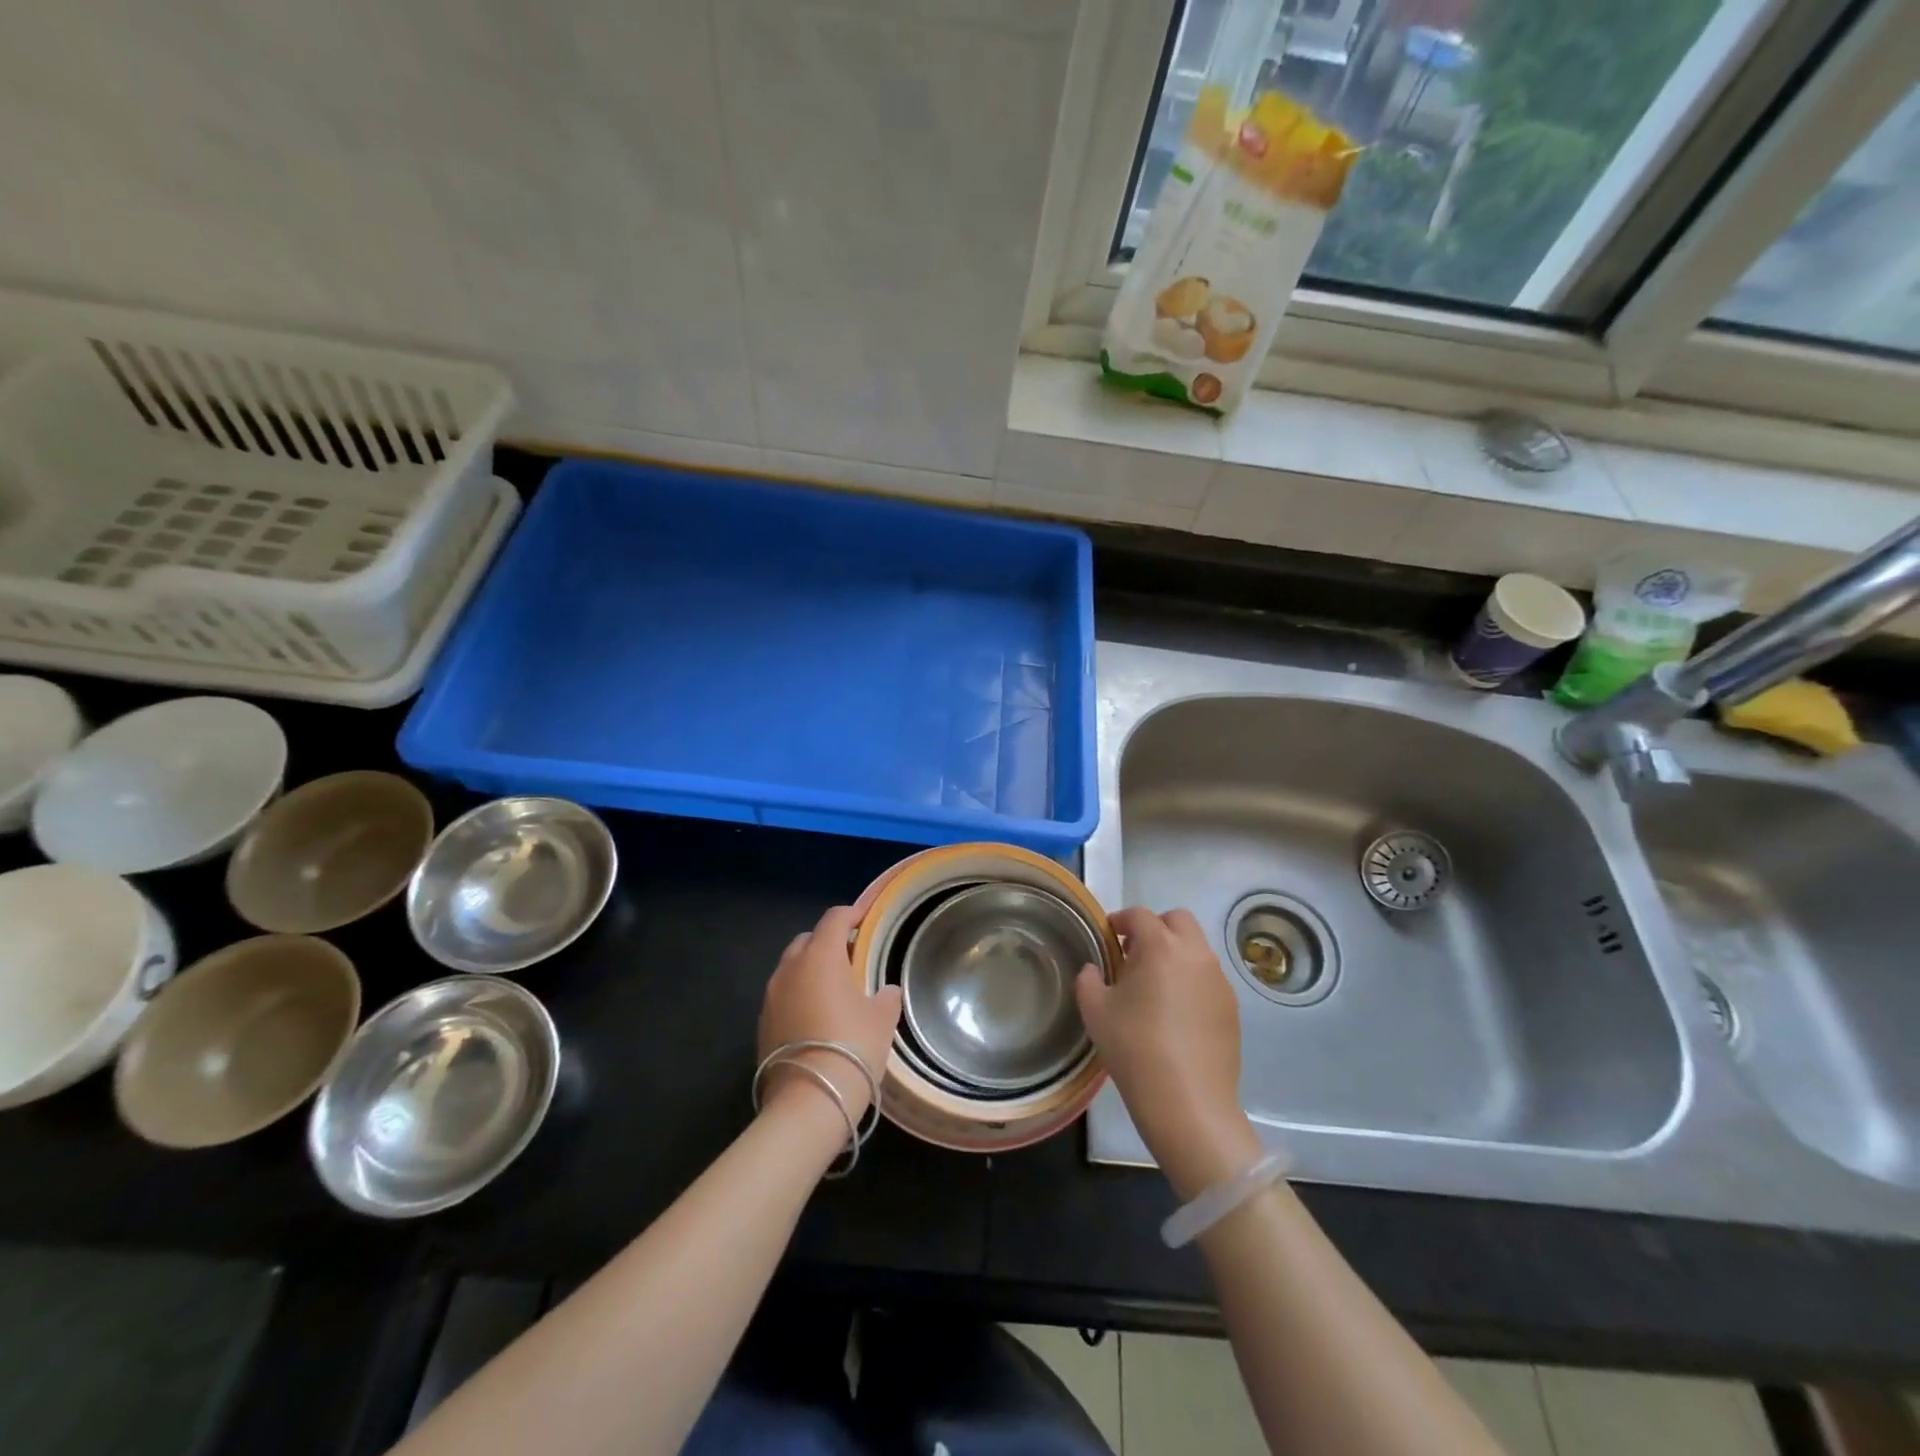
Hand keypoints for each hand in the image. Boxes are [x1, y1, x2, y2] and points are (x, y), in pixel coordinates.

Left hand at [758, 905, 902, 1125]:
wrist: (808, 1101)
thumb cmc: (852, 1047)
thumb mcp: (882, 1019)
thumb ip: (886, 996)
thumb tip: (886, 991)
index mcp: (820, 956)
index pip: (834, 919)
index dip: (852, 914)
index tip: (866, 918)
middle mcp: (790, 968)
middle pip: (808, 940)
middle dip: (828, 942)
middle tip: (852, 958)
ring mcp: (771, 997)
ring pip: (792, 968)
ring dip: (811, 970)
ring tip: (834, 989)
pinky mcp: (761, 1024)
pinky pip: (783, 996)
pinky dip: (799, 996)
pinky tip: (817, 1017)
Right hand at [1076, 907, 1260, 1200]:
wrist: (1188, 1102)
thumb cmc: (1134, 1048)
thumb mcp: (1095, 1011)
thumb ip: (1088, 979)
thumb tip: (1094, 969)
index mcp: (1160, 947)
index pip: (1139, 915)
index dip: (1120, 920)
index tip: (1109, 936)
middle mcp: (1195, 954)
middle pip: (1178, 920)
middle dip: (1156, 927)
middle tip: (1135, 954)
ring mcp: (1219, 980)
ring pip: (1197, 948)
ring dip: (1176, 953)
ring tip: (1156, 986)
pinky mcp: (1232, 1007)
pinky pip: (1209, 978)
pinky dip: (1192, 980)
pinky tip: (1177, 1013)